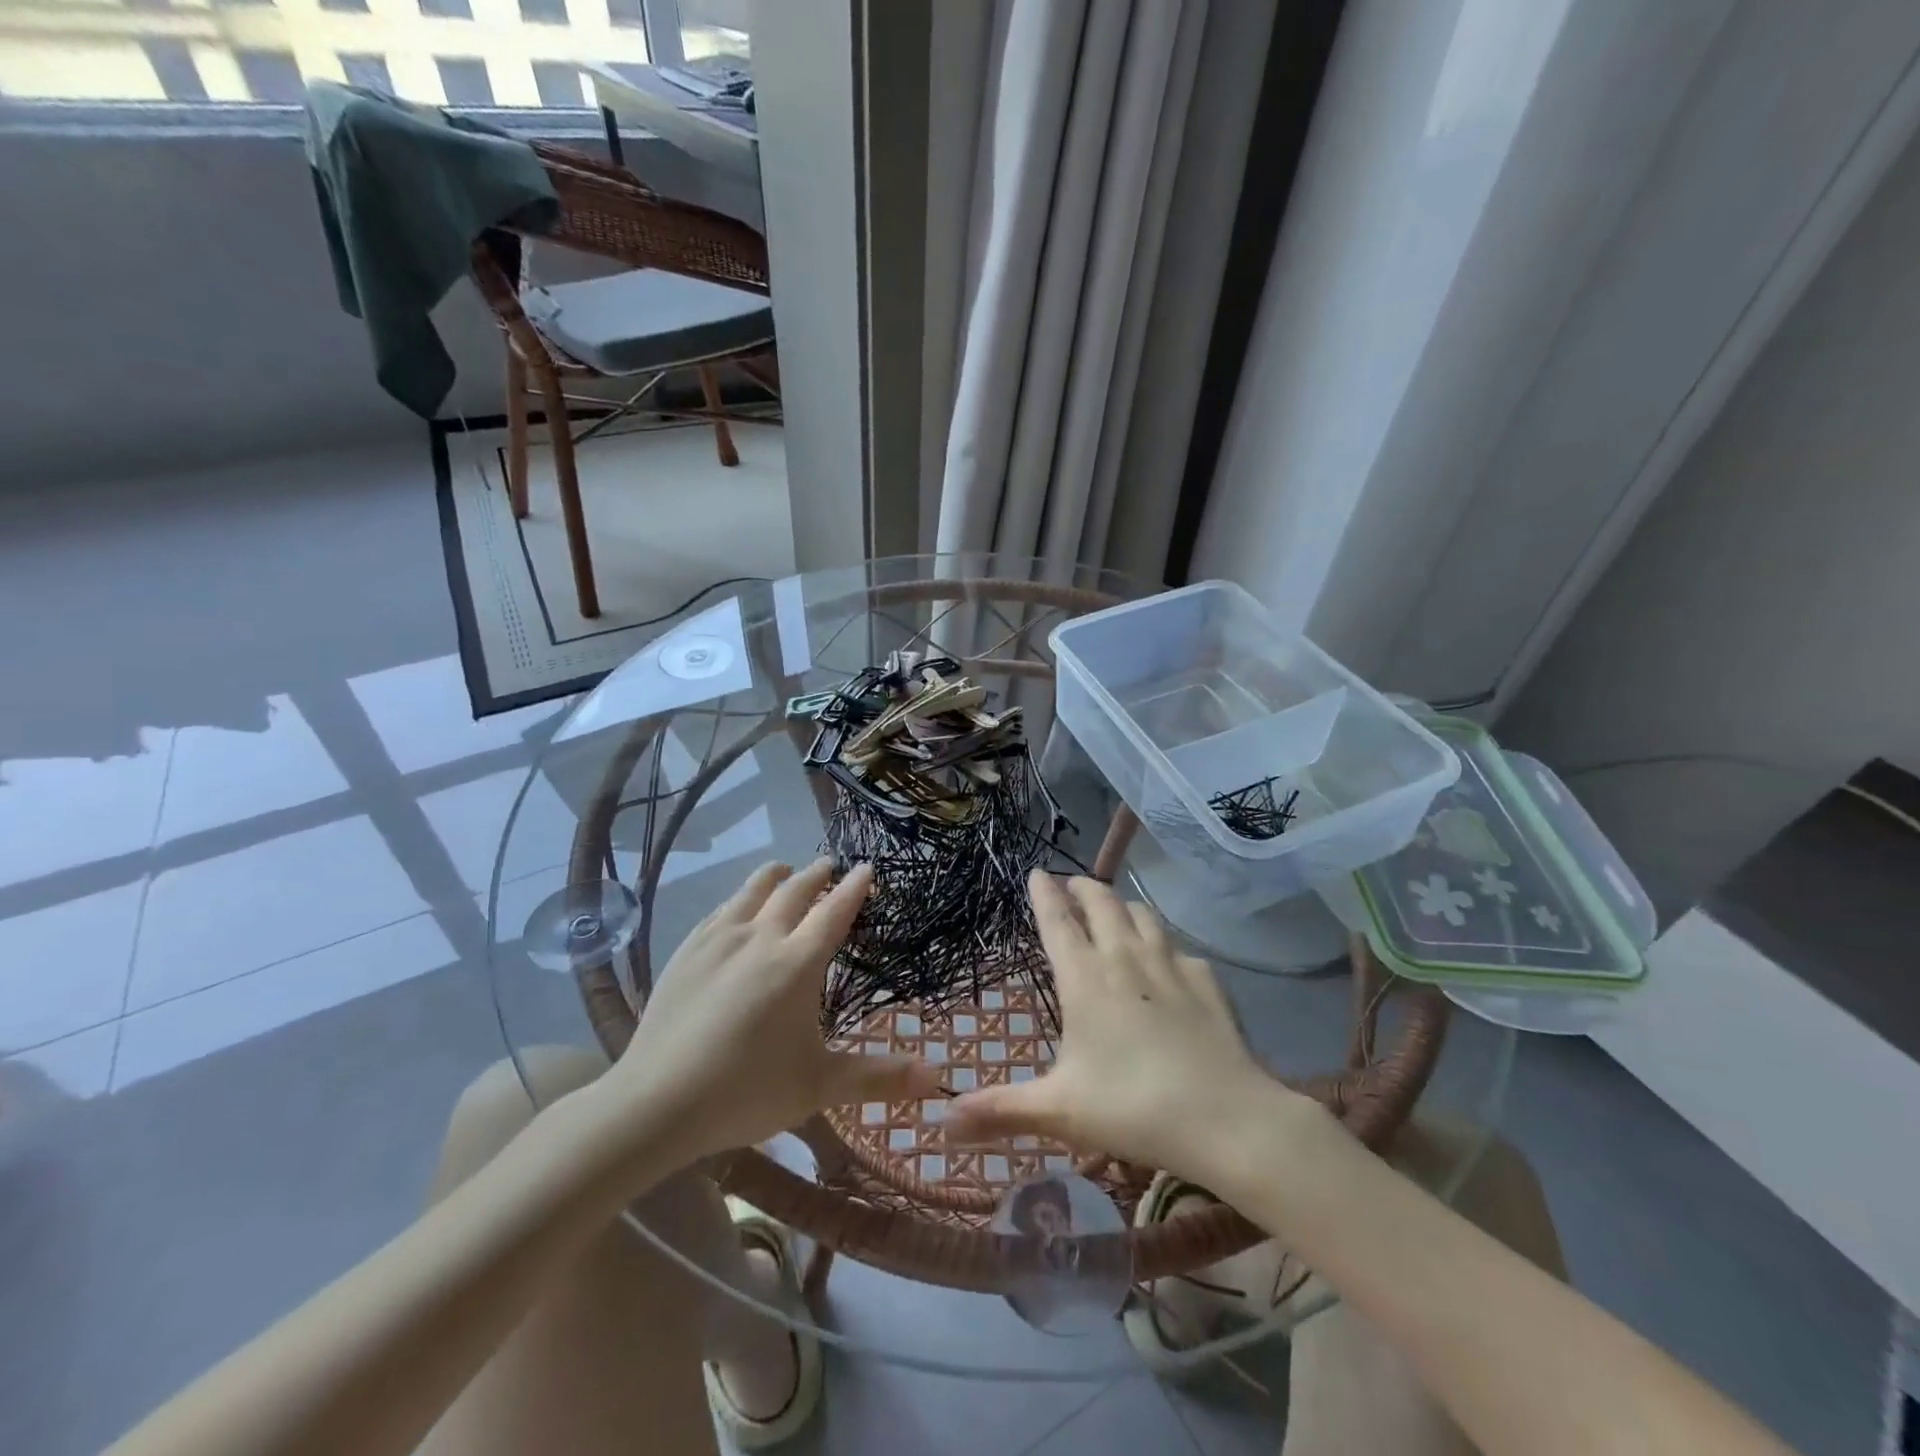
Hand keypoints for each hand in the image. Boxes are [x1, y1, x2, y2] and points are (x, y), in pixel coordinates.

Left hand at [605, 859, 940, 1165]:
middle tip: (830, 865)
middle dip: (817, 874)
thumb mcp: (819, 1086)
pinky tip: (736, 907)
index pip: (834, 911)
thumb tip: (937, 1076)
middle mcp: (761, 937)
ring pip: (752, 889)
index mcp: (798, 962)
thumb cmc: (746, 1092)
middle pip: (794, 890)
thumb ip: (878, 1077)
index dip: (854, 887)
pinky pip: (720, 908)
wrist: (655, 1103)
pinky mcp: (686, 950)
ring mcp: (719, 939)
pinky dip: (739, 898)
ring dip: (775, 875)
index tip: (866, 868)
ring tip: (784, 870)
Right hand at [946, 873, 1307, 1184]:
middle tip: (1072, 884)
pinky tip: (1169, 963)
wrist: (1225, 1118)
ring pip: (1143, 916)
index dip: (1044, 893)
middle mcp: (1125, 958)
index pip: (1057, 921)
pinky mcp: (1207, 982)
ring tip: (1116, 911)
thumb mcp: (1059, 1111)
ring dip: (1124, 906)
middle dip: (1083, 887)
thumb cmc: (1132, 1107)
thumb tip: (942, 1123)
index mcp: (1085, 978)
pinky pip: (1180, 950)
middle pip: (1102, 904)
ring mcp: (1171, 965)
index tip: (1036, 872)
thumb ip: (1001, 1110)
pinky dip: (1166, 946)